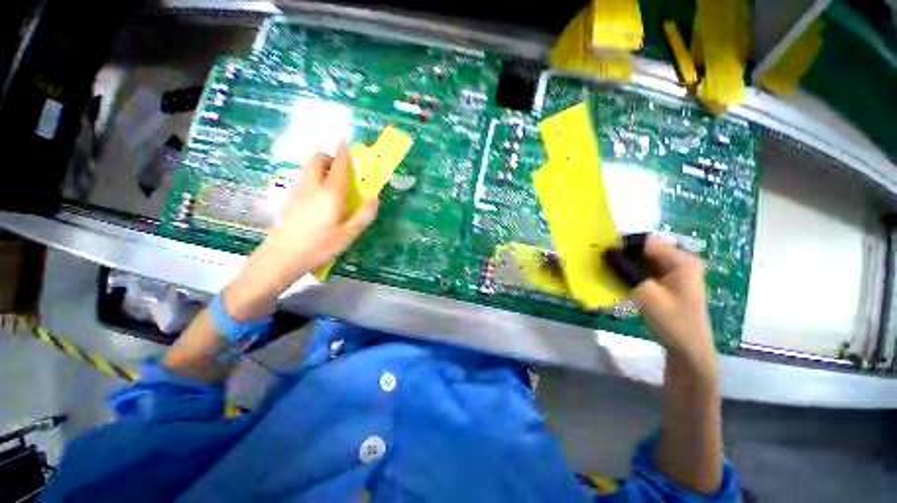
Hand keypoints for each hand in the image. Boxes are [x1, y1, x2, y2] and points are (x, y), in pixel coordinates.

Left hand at [264, 141, 378, 275]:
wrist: (282, 257)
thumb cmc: (320, 246)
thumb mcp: (349, 234)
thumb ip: (364, 215)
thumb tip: (375, 198)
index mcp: (330, 193)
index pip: (338, 166)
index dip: (343, 152)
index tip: (346, 142)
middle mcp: (312, 186)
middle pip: (315, 159)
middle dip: (328, 157)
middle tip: (341, 171)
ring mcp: (297, 192)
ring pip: (307, 168)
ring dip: (320, 168)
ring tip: (333, 186)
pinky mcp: (289, 200)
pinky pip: (303, 180)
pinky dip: (313, 179)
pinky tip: (319, 200)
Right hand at [606, 237, 715, 366]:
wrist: (689, 349)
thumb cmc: (671, 320)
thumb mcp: (645, 293)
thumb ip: (625, 270)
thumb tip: (606, 252)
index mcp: (681, 260)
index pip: (647, 241)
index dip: (623, 244)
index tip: (602, 252)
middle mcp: (681, 260)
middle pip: (646, 249)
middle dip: (624, 254)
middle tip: (602, 262)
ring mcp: (678, 271)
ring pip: (645, 259)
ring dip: (627, 263)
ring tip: (608, 270)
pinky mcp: (672, 280)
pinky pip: (648, 269)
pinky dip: (633, 271)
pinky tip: (621, 279)